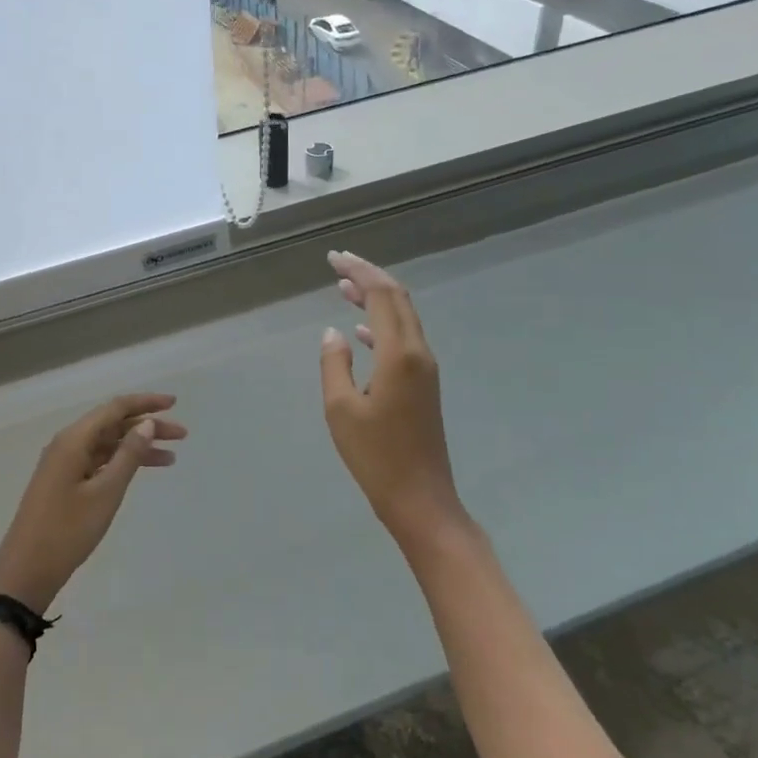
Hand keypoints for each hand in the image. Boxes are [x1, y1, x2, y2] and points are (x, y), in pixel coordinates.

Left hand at [0, 394, 186, 611]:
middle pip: (112, 424)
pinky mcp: (64, 482)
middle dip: (147, 426)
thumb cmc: (67, 530)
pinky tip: (141, 470)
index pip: (115, 408)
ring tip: (171, 457)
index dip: (146, 403)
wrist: (26, 570)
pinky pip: (98, 461)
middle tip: (181, 435)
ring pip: (107, 444)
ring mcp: (64, 463)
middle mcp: (68, 444)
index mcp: (74, 439)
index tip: (174, 403)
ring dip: (137, 446)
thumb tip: (147, 423)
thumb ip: (128, 456)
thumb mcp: (105, 493)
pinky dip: (121, 463)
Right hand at [318, 251, 466, 550]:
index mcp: (399, 355)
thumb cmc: (376, 456)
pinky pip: (402, 339)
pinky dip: (381, 324)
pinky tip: (360, 329)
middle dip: (369, 276)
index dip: (358, 272)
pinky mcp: (423, 384)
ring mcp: (424, 369)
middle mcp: (418, 353)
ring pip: (402, 318)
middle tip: (338, 264)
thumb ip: (334, 364)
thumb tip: (333, 333)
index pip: (382, 295)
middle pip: (398, 299)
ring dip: (375, 298)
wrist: (420, 499)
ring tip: (343, 287)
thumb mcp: (340, 409)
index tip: (333, 258)